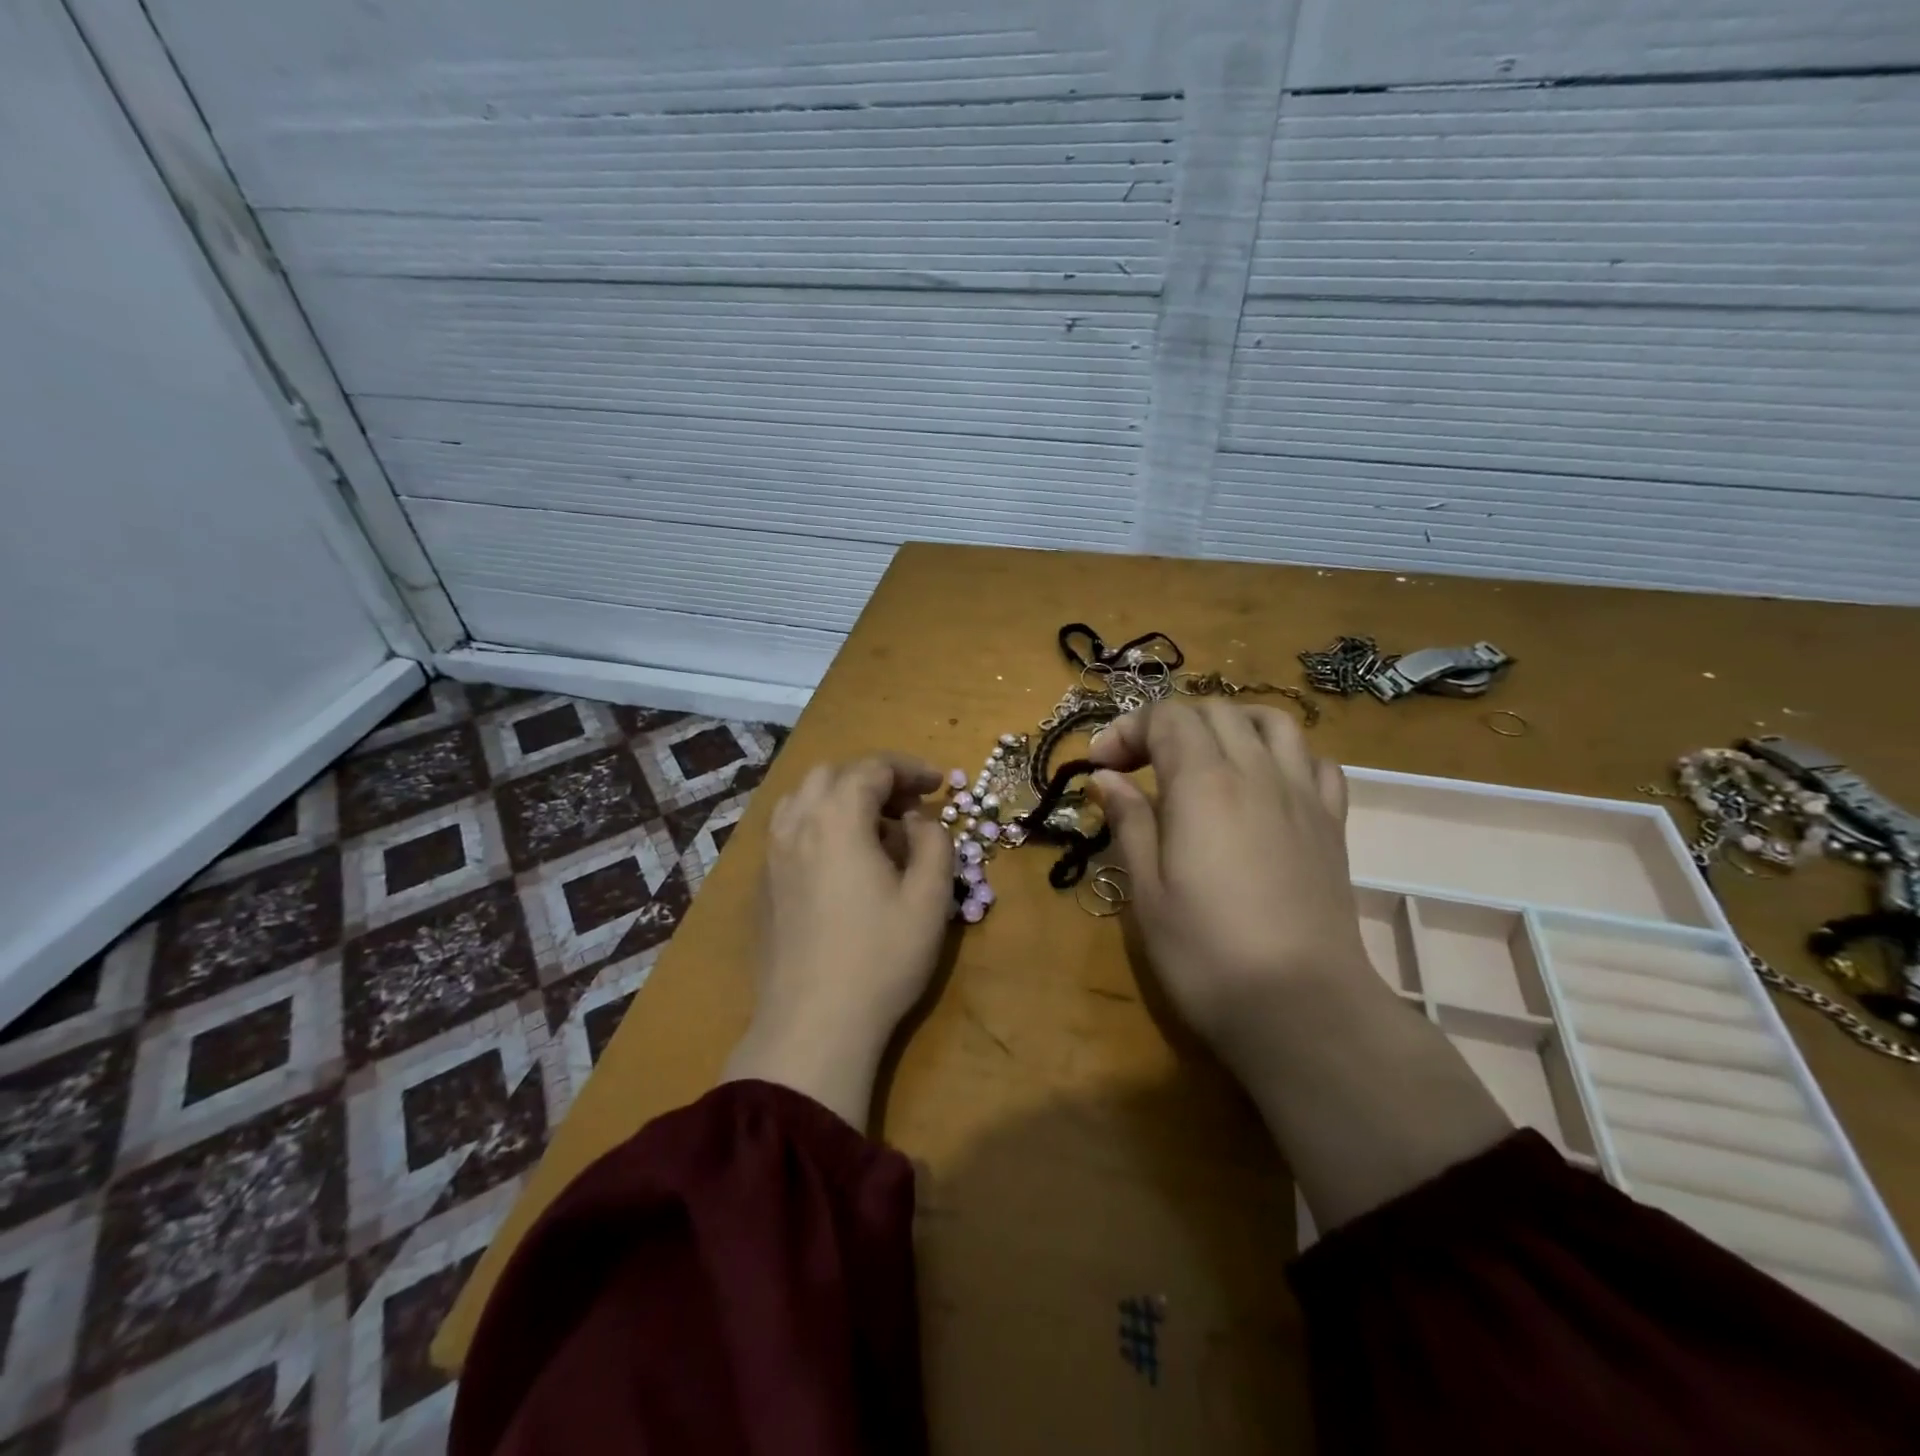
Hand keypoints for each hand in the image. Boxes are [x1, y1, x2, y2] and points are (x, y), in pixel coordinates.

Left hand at [721, 754, 952, 1127]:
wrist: (812, 1025)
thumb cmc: (880, 958)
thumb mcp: (929, 899)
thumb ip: (933, 843)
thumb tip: (916, 820)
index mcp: (837, 819)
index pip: (872, 769)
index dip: (909, 769)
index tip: (938, 785)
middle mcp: (797, 826)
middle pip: (832, 775)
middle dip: (873, 778)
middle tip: (907, 806)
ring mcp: (772, 856)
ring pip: (802, 799)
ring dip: (840, 798)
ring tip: (872, 828)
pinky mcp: (763, 887)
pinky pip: (788, 831)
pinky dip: (818, 824)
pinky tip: (840, 860)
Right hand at [1090, 699, 1509, 1228]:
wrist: (1302, 1006)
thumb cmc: (1206, 953)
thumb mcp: (1147, 890)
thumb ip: (1129, 821)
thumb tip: (1106, 776)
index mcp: (1204, 783)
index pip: (1167, 718)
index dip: (1128, 730)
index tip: (1102, 765)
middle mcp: (1256, 772)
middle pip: (1214, 711)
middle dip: (1169, 724)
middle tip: (1139, 765)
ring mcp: (1302, 793)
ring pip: (1271, 721)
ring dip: (1229, 723)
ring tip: (1203, 755)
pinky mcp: (1332, 821)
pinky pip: (1314, 760)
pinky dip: (1282, 753)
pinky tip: (1263, 781)